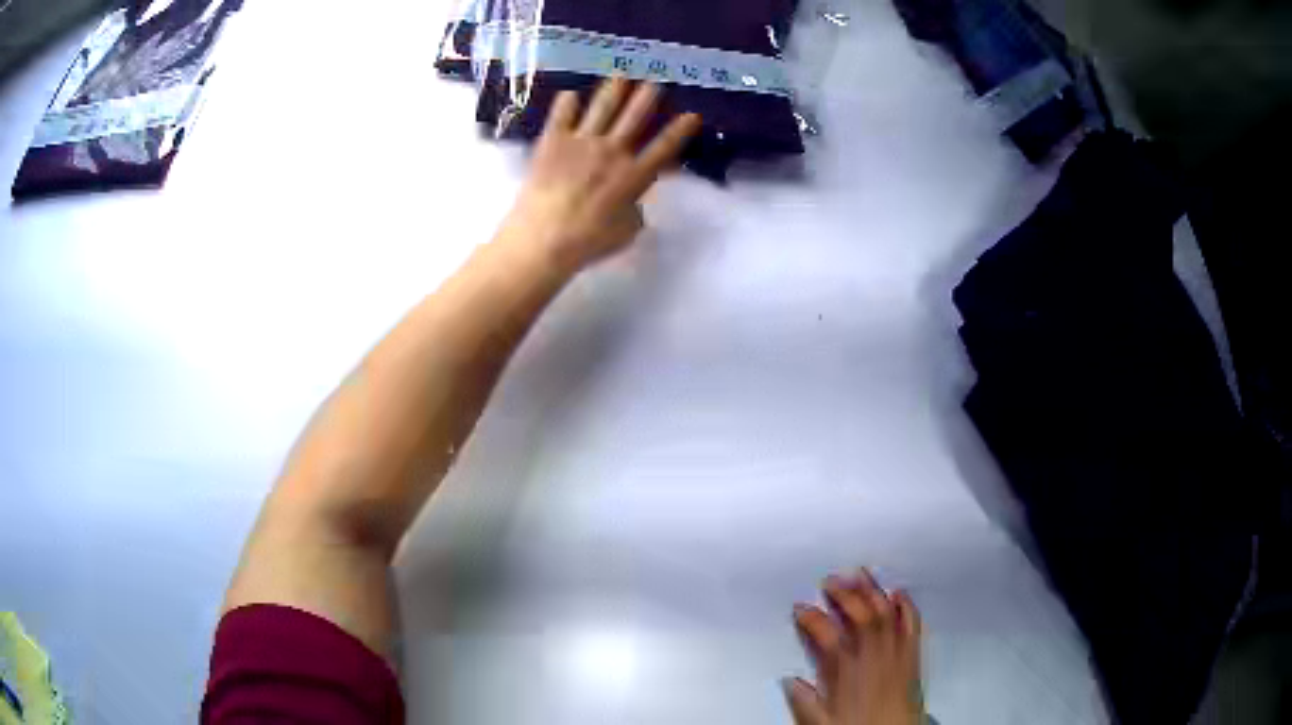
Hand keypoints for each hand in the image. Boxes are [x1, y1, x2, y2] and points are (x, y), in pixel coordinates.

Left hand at [497, 77, 701, 273]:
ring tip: (621, 73)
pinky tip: (570, 94)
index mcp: (634, 176)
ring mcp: (582, 142)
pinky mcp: (553, 141)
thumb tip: (634, 202)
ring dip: (614, 89)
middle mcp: (612, 151)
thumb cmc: (588, 243)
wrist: (544, 237)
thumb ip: (635, 211)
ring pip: (603, 107)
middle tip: (656, 80)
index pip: (664, 147)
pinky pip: (562, 115)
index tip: (692, 114)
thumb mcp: (625, 232)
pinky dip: (567, 103)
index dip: (680, 130)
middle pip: (635, 117)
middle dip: (648, 96)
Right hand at [786, 569, 924, 724]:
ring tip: (860, 574)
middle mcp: (873, 659)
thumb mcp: (822, 723)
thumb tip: (790, 682)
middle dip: (845, 594)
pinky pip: (912, 625)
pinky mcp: (912, 658)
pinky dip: (906, 606)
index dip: (812, 618)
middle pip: (861, 617)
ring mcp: (895, 655)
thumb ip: (804, 702)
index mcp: (847, 674)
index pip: (827, 636)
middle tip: (830, 581)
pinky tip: (899, 593)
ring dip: (873, 592)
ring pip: (886, 615)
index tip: (801, 608)